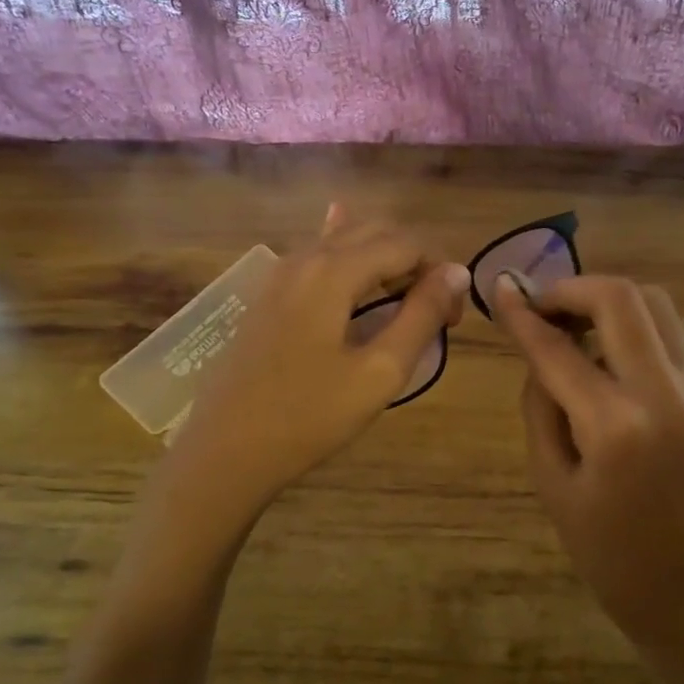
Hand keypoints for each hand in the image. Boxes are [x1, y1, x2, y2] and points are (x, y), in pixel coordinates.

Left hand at [165, 208, 468, 511]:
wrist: (226, 450)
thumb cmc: (309, 416)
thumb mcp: (380, 372)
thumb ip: (422, 316)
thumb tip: (457, 272)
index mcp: (334, 270)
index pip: (406, 244)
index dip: (440, 273)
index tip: (452, 321)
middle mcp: (305, 257)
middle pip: (375, 233)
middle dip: (415, 262)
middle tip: (435, 312)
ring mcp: (280, 274)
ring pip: (344, 241)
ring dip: (384, 261)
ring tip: (405, 302)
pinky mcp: (267, 295)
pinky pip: (317, 258)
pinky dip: (348, 258)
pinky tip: (352, 255)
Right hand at [492, 273, 683, 664]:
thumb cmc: (611, 556)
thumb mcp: (554, 486)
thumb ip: (541, 409)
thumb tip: (538, 355)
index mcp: (616, 425)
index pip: (559, 350)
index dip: (522, 316)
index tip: (497, 290)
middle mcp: (662, 392)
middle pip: (620, 299)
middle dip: (571, 289)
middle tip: (537, 308)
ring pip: (652, 304)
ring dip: (604, 300)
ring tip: (567, 324)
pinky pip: (664, 333)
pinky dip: (628, 322)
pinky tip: (598, 349)